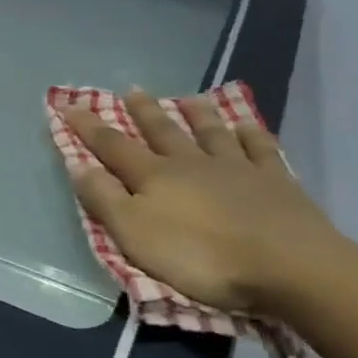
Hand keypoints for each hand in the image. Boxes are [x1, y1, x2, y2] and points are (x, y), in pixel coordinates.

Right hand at [64, 93, 341, 315]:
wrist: (289, 266)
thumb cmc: (202, 256)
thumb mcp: (136, 235)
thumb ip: (104, 199)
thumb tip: (77, 164)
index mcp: (155, 177)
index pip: (113, 146)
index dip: (88, 127)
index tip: (68, 105)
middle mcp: (192, 163)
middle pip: (162, 131)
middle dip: (142, 112)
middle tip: (132, 90)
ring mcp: (237, 168)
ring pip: (211, 132)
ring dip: (197, 114)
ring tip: (187, 98)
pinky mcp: (276, 182)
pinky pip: (260, 148)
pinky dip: (250, 133)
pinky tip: (246, 123)